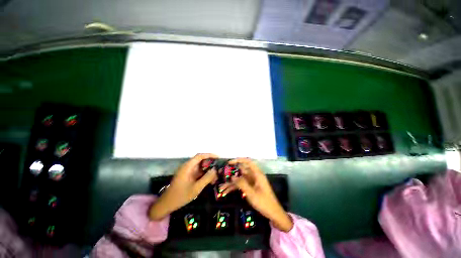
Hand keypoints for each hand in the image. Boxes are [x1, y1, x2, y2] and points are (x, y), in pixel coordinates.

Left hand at [149, 154, 217, 219]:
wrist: (167, 204)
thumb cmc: (181, 196)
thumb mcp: (196, 188)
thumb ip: (206, 178)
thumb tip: (215, 170)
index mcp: (188, 167)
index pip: (200, 156)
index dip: (209, 155)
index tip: (218, 158)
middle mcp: (187, 166)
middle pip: (201, 160)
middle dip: (210, 163)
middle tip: (218, 168)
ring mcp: (187, 171)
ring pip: (200, 167)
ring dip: (208, 170)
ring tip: (216, 175)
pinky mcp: (187, 175)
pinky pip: (198, 172)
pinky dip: (204, 174)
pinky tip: (209, 180)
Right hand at [220, 158, 292, 231]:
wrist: (273, 213)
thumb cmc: (264, 202)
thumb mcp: (252, 193)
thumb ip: (242, 184)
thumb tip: (232, 176)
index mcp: (257, 174)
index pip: (248, 162)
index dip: (239, 160)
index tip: (230, 163)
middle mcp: (254, 176)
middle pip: (242, 171)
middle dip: (232, 173)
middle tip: (222, 175)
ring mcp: (252, 182)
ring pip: (240, 179)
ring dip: (231, 183)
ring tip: (221, 188)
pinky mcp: (251, 188)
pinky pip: (241, 185)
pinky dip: (234, 188)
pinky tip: (226, 192)